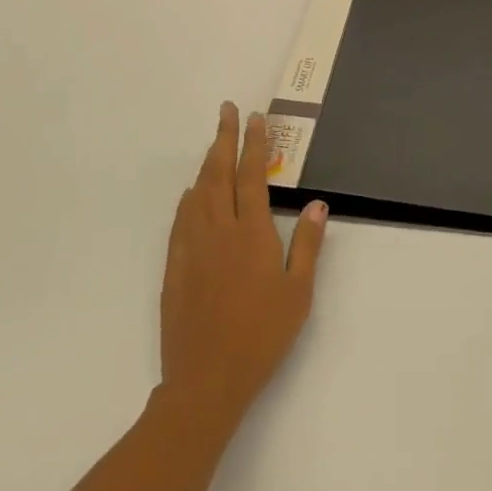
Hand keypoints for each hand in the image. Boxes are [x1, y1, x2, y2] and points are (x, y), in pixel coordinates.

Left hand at [159, 103, 327, 439]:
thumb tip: (317, 204)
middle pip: (218, 174)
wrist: (206, 379)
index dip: (253, 144)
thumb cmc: (262, 335)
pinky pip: (180, 220)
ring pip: (197, 193)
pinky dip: (188, 198)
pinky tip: (192, 194)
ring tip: (214, 143)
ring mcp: (191, 248)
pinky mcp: (174, 268)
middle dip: (223, 138)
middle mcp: (218, 232)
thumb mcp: (298, 292)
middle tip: (226, 111)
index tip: (254, 118)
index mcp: (252, 234)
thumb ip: (307, 245)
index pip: (251, 177)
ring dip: (206, 163)